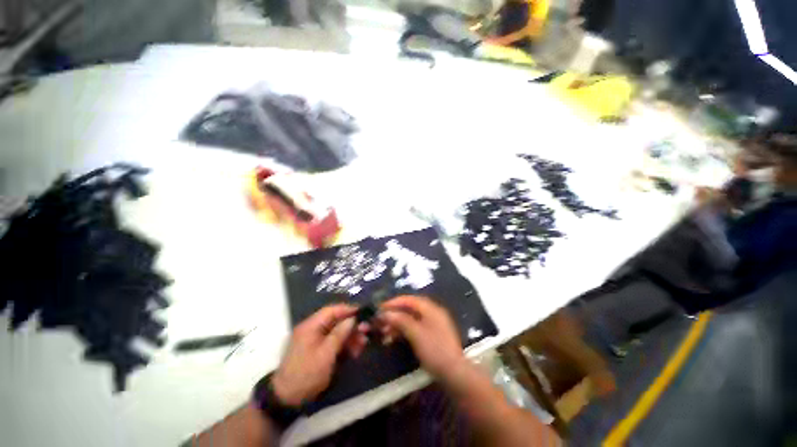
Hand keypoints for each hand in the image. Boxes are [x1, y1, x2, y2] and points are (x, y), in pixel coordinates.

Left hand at [272, 304, 367, 406]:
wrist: (287, 399)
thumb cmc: (306, 374)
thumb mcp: (325, 354)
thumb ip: (340, 334)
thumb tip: (353, 319)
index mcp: (311, 326)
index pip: (332, 310)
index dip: (348, 309)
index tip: (363, 312)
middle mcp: (312, 329)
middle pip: (336, 320)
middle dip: (352, 325)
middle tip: (366, 331)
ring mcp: (314, 339)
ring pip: (337, 331)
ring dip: (350, 336)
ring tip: (363, 344)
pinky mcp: (317, 349)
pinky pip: (334, 341)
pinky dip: (345, 344)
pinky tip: (355, 351)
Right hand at [378, 295, 463, 380]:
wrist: (454, 373)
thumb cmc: (434, 350)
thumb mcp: (415, 333)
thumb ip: (400, 320)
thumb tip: (386, 313)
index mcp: (430, 308)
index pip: (409, 300)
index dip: (394, 302)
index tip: (380, 308)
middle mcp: (432, 313)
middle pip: (410, 308)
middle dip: (395, 313)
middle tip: (381, 321)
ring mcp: (433, 324)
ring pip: (412, 319)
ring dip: (398, 323)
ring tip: (385, 331)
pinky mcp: (432, 335)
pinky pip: (415, 327)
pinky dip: (405, 330)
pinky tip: (395, 337)